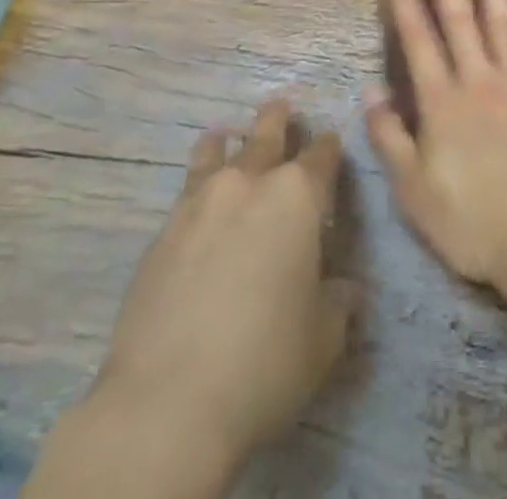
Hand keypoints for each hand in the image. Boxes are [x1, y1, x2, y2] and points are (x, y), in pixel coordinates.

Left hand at [88, 99, 358, 467]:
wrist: (168, 401)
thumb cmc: (264, 363)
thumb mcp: (323, 339)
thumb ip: (337, 302)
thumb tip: (343, 288)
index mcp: (297, 197)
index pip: (321, 156)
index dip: (329, 147)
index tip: (331, 141)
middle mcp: (249, 183)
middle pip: (267, 134)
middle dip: (279, 119)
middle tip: (281, 106)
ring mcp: (200, 201)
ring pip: (218, 150)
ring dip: (229, 140)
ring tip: (227, 133)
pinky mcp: (164, 229)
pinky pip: (187, 187)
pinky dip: (198, 177)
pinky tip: (197, 191)